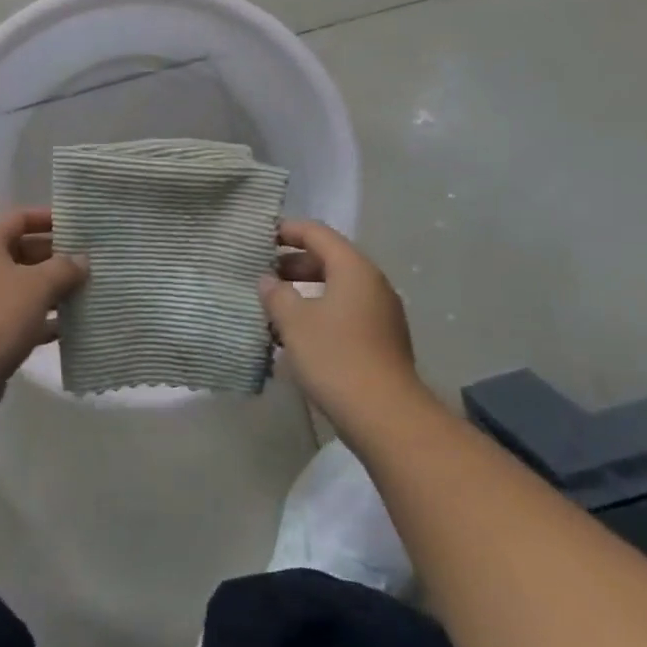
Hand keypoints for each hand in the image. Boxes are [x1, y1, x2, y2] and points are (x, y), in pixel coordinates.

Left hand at [0, 207, 87, 402]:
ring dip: (51, 290)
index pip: (19, 218)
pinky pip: (17, 316)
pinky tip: (68, 327)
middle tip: (89, 263)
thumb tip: (81, 260)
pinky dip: (40, 318)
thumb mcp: (38, 286)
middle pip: (21, 251)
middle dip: (55, 257)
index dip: (48, 218)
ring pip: (21, 286)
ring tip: (86, 293)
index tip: (78, 225)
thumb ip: (64, 268)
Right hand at [259, 219, 420, 428]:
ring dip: (305, 291)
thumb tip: (268, 281)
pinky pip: (345, 312)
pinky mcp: (381, 340)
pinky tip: (296, 334)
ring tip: (274, 306)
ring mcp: (380, 313)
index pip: (317, 233)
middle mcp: (372, 283)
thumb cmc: (335, 357)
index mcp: (353, 268)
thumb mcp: (295, 322)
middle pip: (329, 259)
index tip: (260, 237)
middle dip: (293, 264)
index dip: (287, 230)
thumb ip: (277, 295)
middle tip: (262, 274)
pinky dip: (319, 312)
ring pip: (336, 288)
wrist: (386, 416)